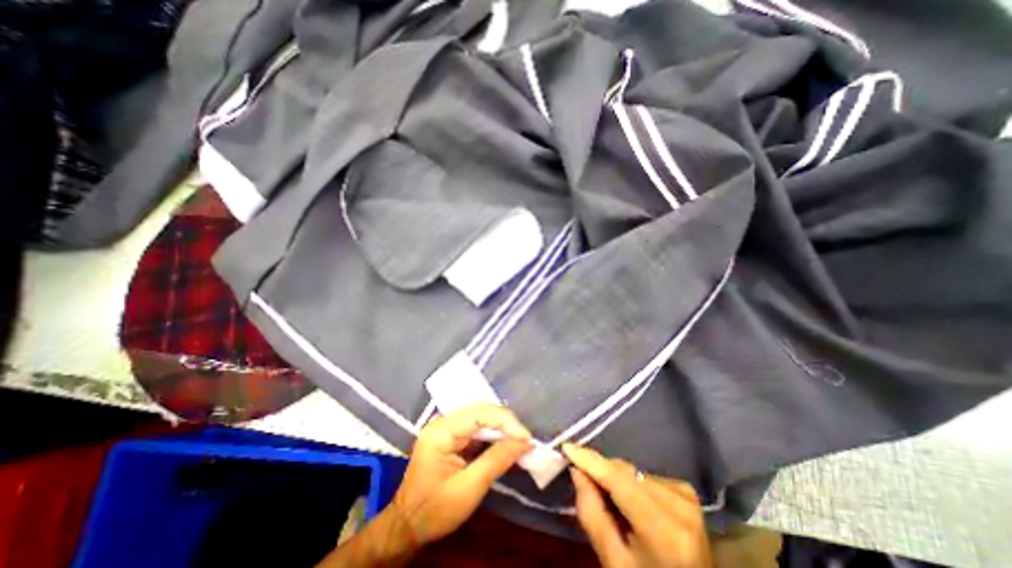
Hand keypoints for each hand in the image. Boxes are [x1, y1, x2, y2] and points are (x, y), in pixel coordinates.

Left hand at [389, 403, 532, 545]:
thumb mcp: (469, 488)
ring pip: (481, 418)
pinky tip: (505, 444)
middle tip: (525, 441)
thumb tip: (525, 441)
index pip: (480, 413)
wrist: (406, 527)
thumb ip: (497, 460)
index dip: (506, 421)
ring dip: (501, 430)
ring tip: (519, 442)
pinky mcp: (451, 435)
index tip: (526, 438)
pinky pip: (476, 428)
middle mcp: (443, 421)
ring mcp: (446, 427)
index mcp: (441, 430)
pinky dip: (492, 436)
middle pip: (481, 412)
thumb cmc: (434, 511)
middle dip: (505, 425)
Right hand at [566, 444, 713, 567]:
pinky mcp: (688, 493)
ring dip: (616, 479)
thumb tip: (577, 470)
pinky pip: (646, 476)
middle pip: (626, 474)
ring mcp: (687, 498)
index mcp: (665, 533)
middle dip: (601, 471)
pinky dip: (632, 483)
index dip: (591, 462)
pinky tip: (631, 502)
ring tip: (610, 501)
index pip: (619, 482)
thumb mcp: (614, 563)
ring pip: (634, 472)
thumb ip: (592, 515)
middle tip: (581, 477)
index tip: (567, 447)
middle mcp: (680, 507)